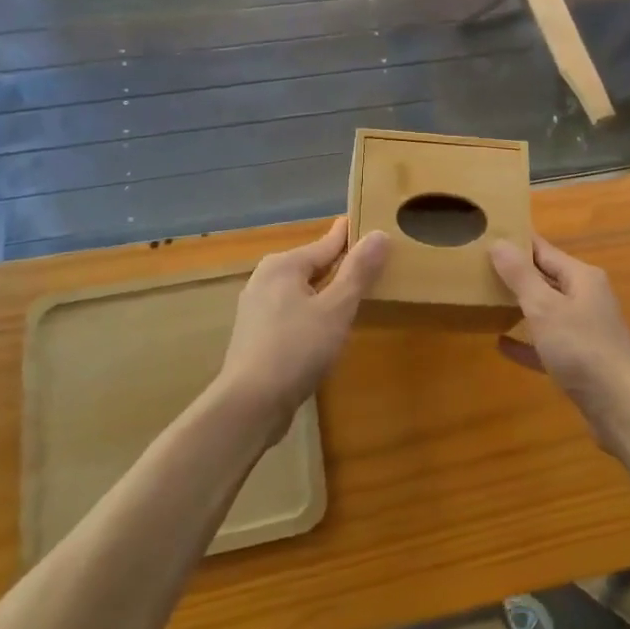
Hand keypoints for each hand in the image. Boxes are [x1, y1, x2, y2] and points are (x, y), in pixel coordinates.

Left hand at [217, 217, 390, 440]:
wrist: (250, 404)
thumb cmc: (297, 349)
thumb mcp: (337, 308)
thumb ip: (358, 271)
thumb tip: (379, 234)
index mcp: (284, 265)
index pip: (327, 242)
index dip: (351, 235)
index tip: (370, 224)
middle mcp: (266, 279)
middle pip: (312, 264)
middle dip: (340, 263)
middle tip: (371, 261)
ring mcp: (257, 308)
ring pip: (302, 289)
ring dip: (327, 290)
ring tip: (355, 292)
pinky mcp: (256, 335)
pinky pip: (293, 311)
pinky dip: (313, 310)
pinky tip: (327, 325)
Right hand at [490, 235, 629, 443]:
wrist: (620, 405)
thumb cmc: (581, 348)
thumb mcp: (544, 307)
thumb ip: (520, 276)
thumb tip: (499, 242)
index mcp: (582, 277)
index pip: (544, 250)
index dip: (517, 243)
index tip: (488, 234)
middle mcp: (587, 298)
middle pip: (547, 279)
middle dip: (517, 274)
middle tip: (479, 268)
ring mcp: (586, 330)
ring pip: (548, 311)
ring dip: (521, 307)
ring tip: (487, 301)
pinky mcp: (581, 361)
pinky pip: (548, 344)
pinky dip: (527, 342)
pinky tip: (502, 344)